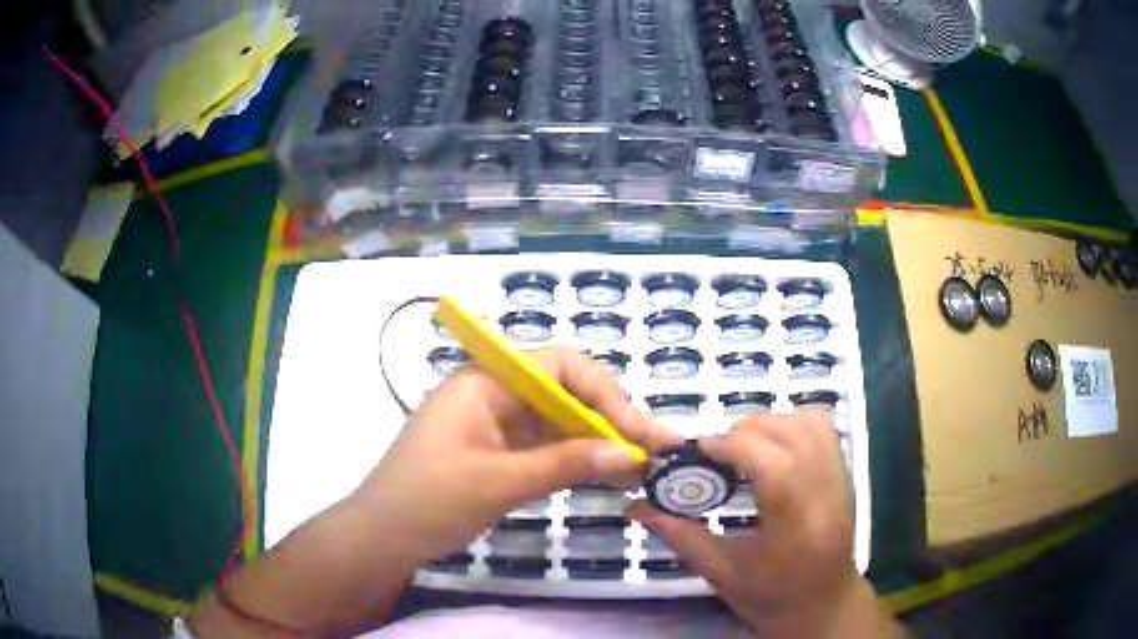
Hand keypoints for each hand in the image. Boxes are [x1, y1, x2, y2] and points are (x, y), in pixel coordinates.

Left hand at [353, 345, 681, 566]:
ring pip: (563, 424)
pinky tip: (611, 479)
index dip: (604, 393)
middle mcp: (496, 394)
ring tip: (644, 469)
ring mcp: (499, 426)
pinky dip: (580, 463)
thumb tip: (629, 452)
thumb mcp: (497, 482)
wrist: (382, 539)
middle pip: (567, 394)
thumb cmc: (427, 501)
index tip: (635, 431)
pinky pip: (550, 449)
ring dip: (601, 444)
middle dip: (612, 421)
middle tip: (656, 451)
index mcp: (486, 381)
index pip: (559, 366)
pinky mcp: (502, 454)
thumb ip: (564, 464)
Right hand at [629, 411, 894, 637]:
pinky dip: (794, 425)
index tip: (698, 450)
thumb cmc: (771, 597)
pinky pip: (824, 429)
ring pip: (811, 423)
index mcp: (796, 525)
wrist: (823, 605)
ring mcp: (842, 479)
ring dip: (772, 423)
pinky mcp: (846, 474)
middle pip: (791, 433)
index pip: (772, 463)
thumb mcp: (722, 573)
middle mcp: (826, 493)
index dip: (731, 445)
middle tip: (717, 454)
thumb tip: (637, 508)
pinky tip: (773, 449)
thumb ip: (681, 536)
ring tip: (746, 446)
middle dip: (746, 432)